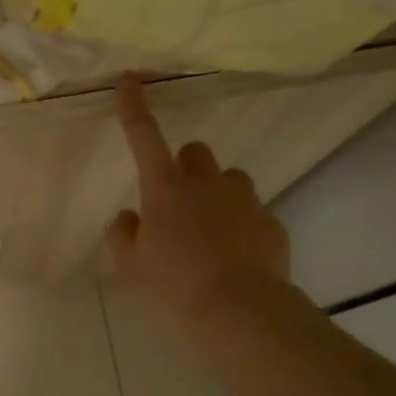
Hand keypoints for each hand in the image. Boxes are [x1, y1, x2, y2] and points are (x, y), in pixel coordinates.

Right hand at [109, 77, 291, 338]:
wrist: (240, 315)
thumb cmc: (174, 288)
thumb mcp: (132, 267)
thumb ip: (124, 235)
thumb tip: (130, 216)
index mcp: (165, 189)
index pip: (144, 137)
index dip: (134, 108)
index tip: (129, 80)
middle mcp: (205, 184)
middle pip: (195, 151)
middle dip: (186, 168)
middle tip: (179, 204)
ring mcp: (244, 200)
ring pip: (229, 179)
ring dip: (217, 195)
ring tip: (212, 233)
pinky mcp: (272, 222)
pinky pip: (253, 213)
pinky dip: (242, 227)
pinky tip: (238, 259)